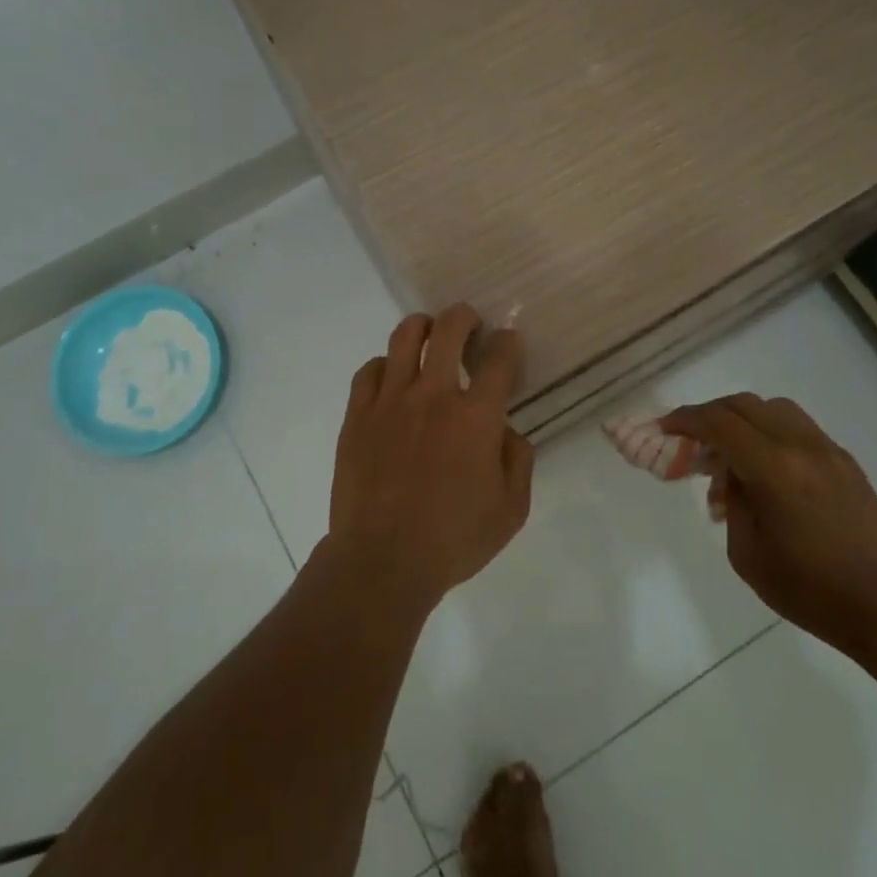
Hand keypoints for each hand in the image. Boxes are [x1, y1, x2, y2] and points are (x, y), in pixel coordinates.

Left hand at [328, 304, 533, 610]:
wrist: (382, 560)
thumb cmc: (453, 539)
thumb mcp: (511, 510)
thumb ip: (519, 461)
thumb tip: (507, 432)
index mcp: (476, 417)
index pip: (500, 358)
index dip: (509, 342)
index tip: (509, 342)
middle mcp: (434, 395)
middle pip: (449, 328)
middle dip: (465, 316)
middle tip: (471, 325)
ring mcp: (390, 401)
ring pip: (404, 337)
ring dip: (423, 327)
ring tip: (430, 335)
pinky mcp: (358, 415)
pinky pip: (370, 370)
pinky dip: (385, 365)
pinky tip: (392, 377)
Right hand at [661, 394, 876, 653]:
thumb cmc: (810, 589)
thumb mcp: (747, 553)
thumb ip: (733, 501)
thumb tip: (733, 476)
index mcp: (773, 467)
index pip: (718, 422)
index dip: (685, 419)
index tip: (664, 429)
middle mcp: (801, 446)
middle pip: (745, 404)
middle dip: (710, 416)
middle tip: (692, 442)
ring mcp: (828, 451)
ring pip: (775, 409)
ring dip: (744, 420)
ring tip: (731, 455)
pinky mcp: (846, 463)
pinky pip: (799, 429)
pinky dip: (771, 434)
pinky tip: (766, 472)